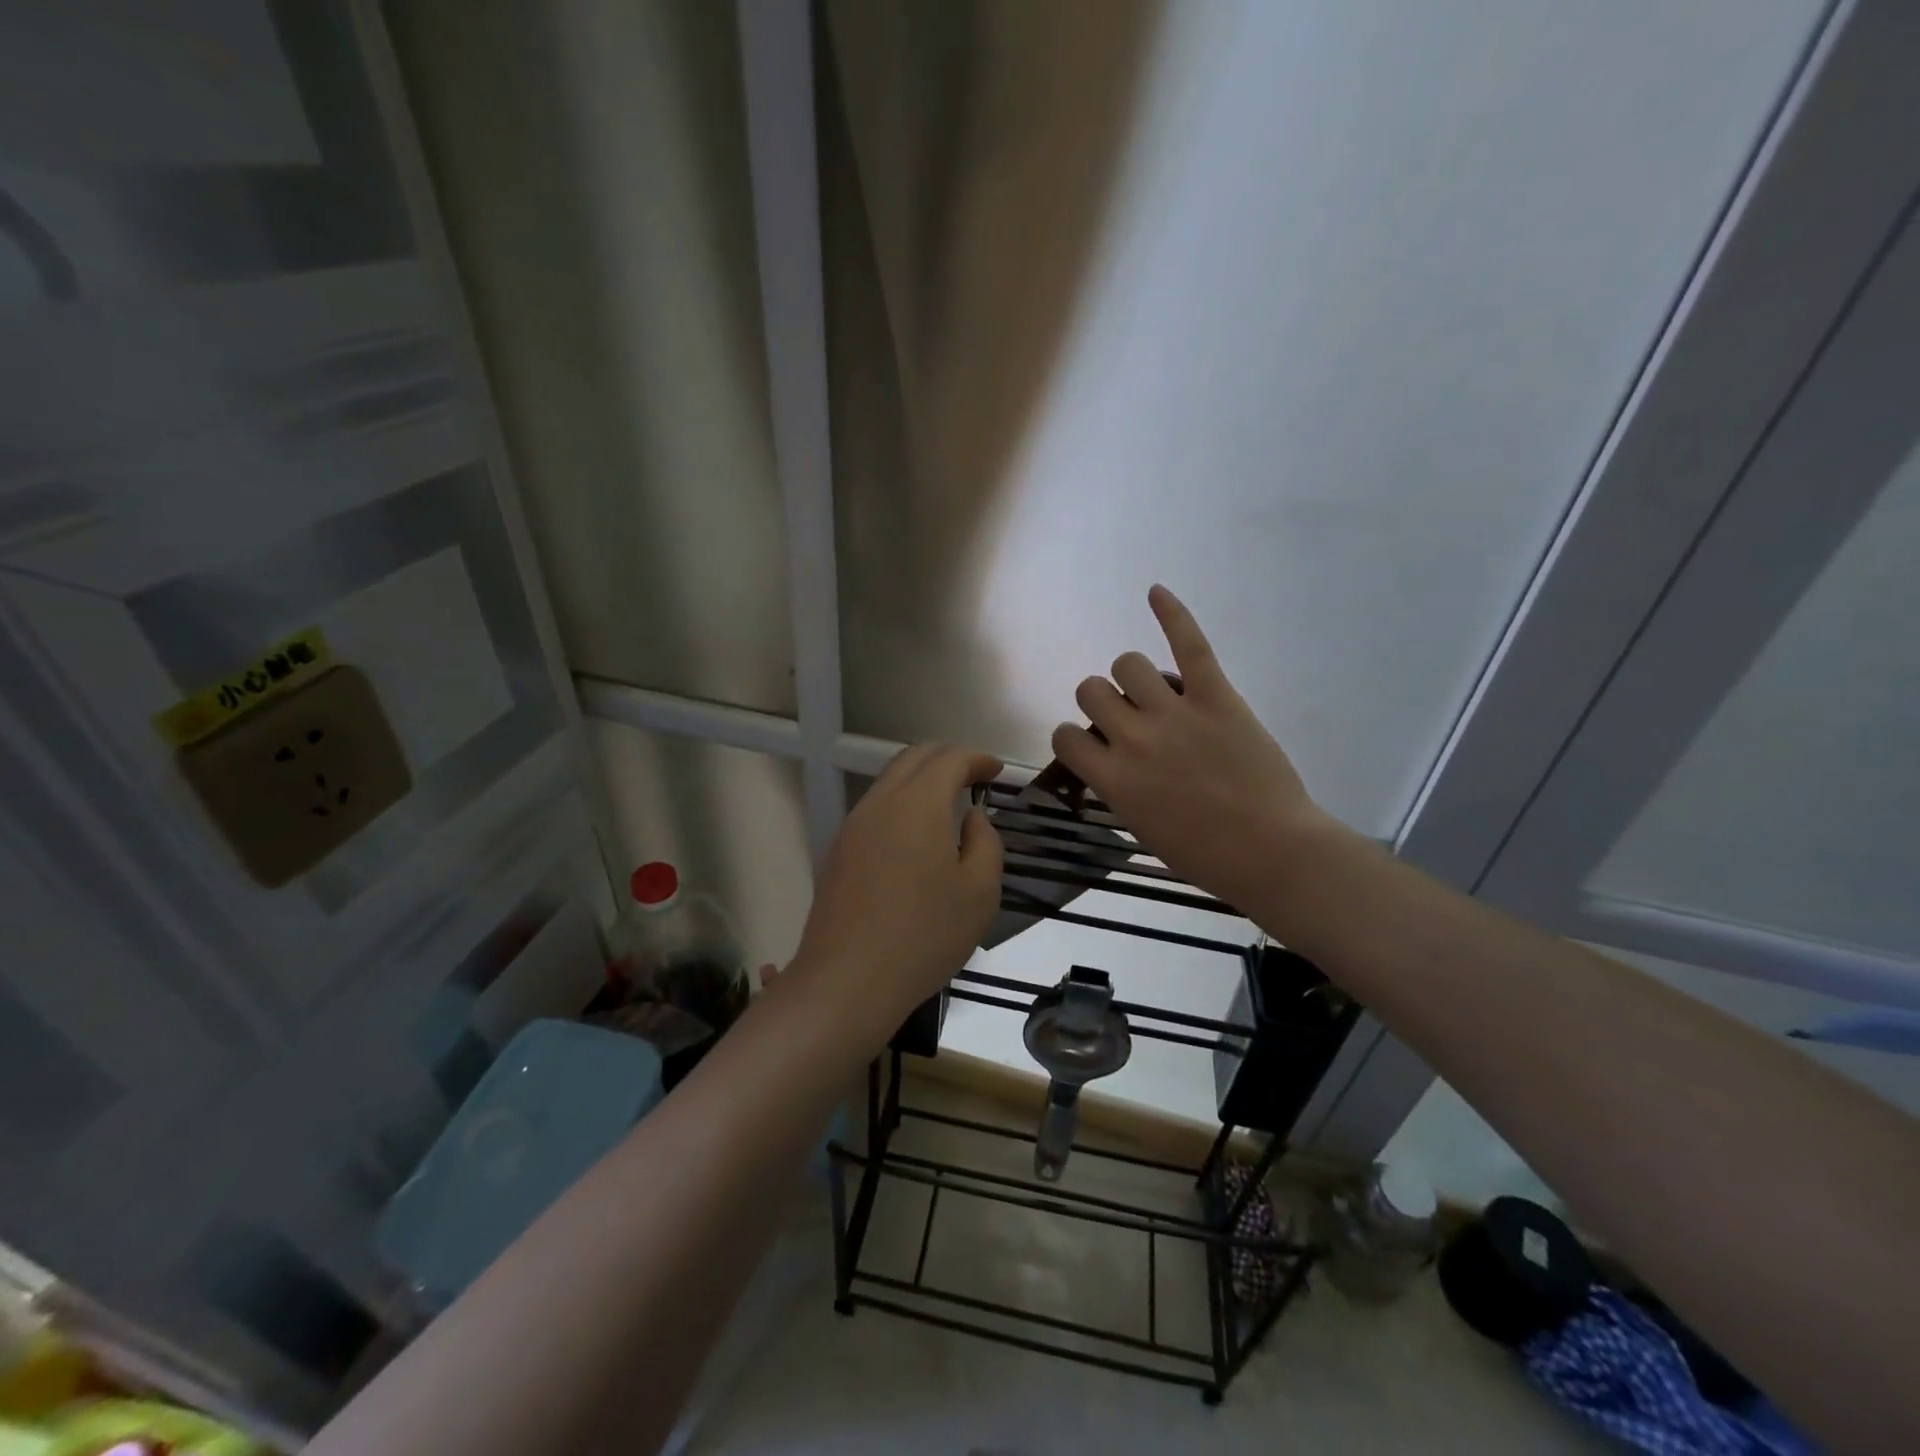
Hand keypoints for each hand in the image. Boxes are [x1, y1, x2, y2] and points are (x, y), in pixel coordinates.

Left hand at [790, 744, 1003, 1036]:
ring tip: (949, 805)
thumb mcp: (979, 892)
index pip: (949, 758)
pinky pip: (875, 809)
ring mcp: (853, 826)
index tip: (997, 771)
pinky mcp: (839, 851)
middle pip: (914, 758)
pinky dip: (902, 804)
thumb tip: (972, 817)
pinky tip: (917, 836)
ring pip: (890, 781)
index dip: (977, 758)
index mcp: (918, 803)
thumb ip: (985, 842)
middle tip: (975, 777)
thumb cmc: (924, 935)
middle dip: (948, 759)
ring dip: (922, 780)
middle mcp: (880, 802)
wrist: (847, 981)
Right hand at [1051, 586, 1345, 916]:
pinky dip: (1172, 614)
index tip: (1094, 747)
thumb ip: (1116, 787)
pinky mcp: (1215, 697)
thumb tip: (1109, 757)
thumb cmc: (1205, 855)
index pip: (1064, 736)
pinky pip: (1188, 644)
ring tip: (1154, 691)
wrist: (1272, 852)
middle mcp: (1132, 738)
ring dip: (1132, 676)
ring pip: (1126, 663)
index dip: (1075, 738)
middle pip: (1091, 690)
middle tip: (1128, 720)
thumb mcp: (1141, 828)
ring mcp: (1174, 713)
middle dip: (1102, 702)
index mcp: (1112, 778)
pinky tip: (1155, 592)